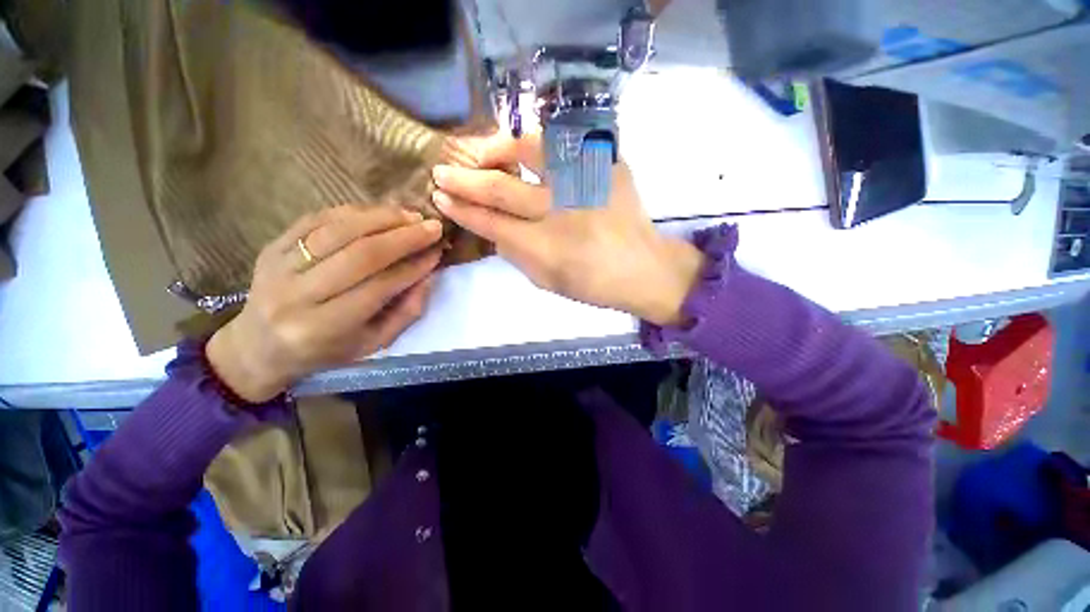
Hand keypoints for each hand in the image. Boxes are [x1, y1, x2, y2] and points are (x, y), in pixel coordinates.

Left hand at [206, 206, 443, 402]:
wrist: (260, 346)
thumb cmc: (326, 350)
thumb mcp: (374, 343)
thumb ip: (406, 311)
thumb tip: (429, 274)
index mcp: (326, 327)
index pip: (380, 286)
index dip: (414, 266)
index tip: (438, 251)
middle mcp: (298, 295)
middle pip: (361, 254)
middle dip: (404, 237)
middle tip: (433, 226)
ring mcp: (279, 266)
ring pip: (339, 230)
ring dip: (382, 218)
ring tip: (412, 215)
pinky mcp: (271, 247)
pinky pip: (316, 219)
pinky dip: (353, 212)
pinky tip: (379, 212)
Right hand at [431, 133, 703, 325]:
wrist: (644, 267)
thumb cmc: (594, 282)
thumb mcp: (547, 280)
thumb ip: (516, 255)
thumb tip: (495, 230)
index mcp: (545, 246)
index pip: (490, 222)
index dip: (462, 209)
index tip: (441, 197)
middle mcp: (561, 209)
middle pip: (501, 187)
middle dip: (466, 179)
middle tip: (443, 171)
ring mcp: (586, 180)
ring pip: (531, 148)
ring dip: (500, 147)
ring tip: (486, 152)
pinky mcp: (607, 164)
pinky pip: (565, 143)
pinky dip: (541, 145)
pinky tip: (528, 151)